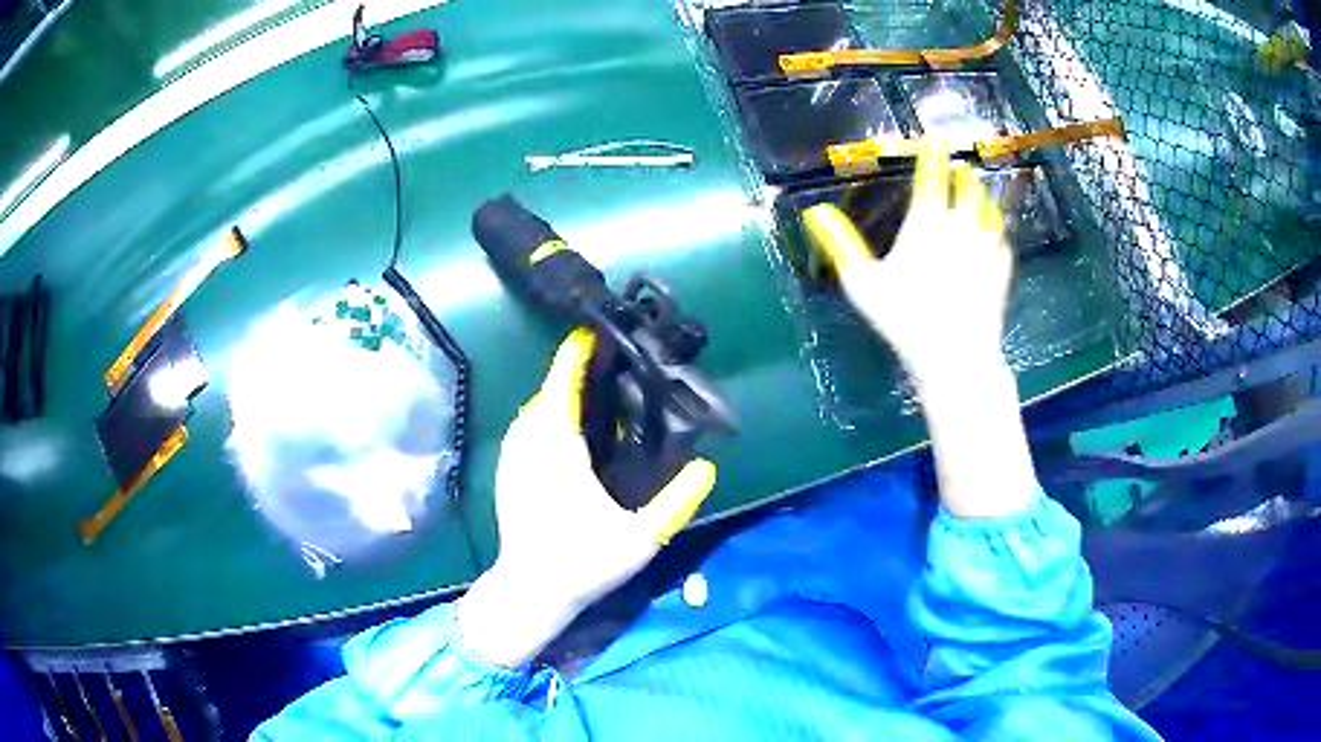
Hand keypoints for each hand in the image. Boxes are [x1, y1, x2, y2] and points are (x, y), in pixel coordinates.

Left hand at [459, 329, 716, 667]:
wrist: (531, 589)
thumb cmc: (583, 563)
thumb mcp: (640, 538)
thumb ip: (677, 502)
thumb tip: (707, 468)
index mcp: (559, 451)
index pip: (562, 388)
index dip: (574, 357)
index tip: (591, 333)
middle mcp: (530, 446)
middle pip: (546, 393)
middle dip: (569, 373)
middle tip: (602, 365)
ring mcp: (512, 459)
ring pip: (531, 411)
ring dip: (554, 395)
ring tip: (586, 393)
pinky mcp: (506, 473)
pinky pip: (523, 429)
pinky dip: (542, 417)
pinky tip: (562, 431)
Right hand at [802, 139, 1011, 387]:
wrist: (956, 355)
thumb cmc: (905, 317)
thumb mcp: (862, 283)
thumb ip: (840, 243)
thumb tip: (814, 212)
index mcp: (927, 221)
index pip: (933, 173)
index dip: (934, 151)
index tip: (937, 136)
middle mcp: (962, 224)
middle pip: (967, 186)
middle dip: (962, 173)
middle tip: (958, 168)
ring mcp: (987, 246)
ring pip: (989, 209)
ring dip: (982, 196)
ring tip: (978, 192)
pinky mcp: (1002, 269)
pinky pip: (1002, 239)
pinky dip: (996, 229)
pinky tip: (995, 233)